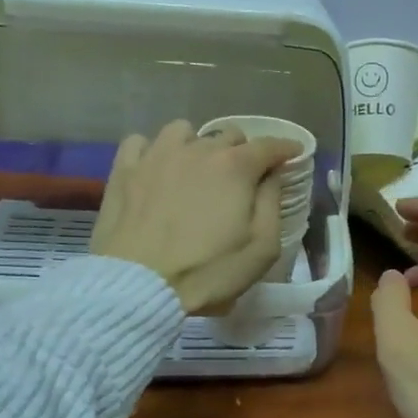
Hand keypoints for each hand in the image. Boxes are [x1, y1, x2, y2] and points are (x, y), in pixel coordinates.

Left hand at [90, 121, 300, 313]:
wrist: (139, 285)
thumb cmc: (208, 271)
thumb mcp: (262, 248)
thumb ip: (272, 203)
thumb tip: (272, 175)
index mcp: (235, 167)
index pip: (269, 145)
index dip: (285, 148)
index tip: (293, 153)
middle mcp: (198, 150)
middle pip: (229, 135)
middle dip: (243, 151)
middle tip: (244, 177)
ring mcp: (157, 155)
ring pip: (184, 131)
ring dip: (197, 145)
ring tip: (196, 169)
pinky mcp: (124, 169)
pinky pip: (140, 142)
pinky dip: (153, 151)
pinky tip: (155, 169)